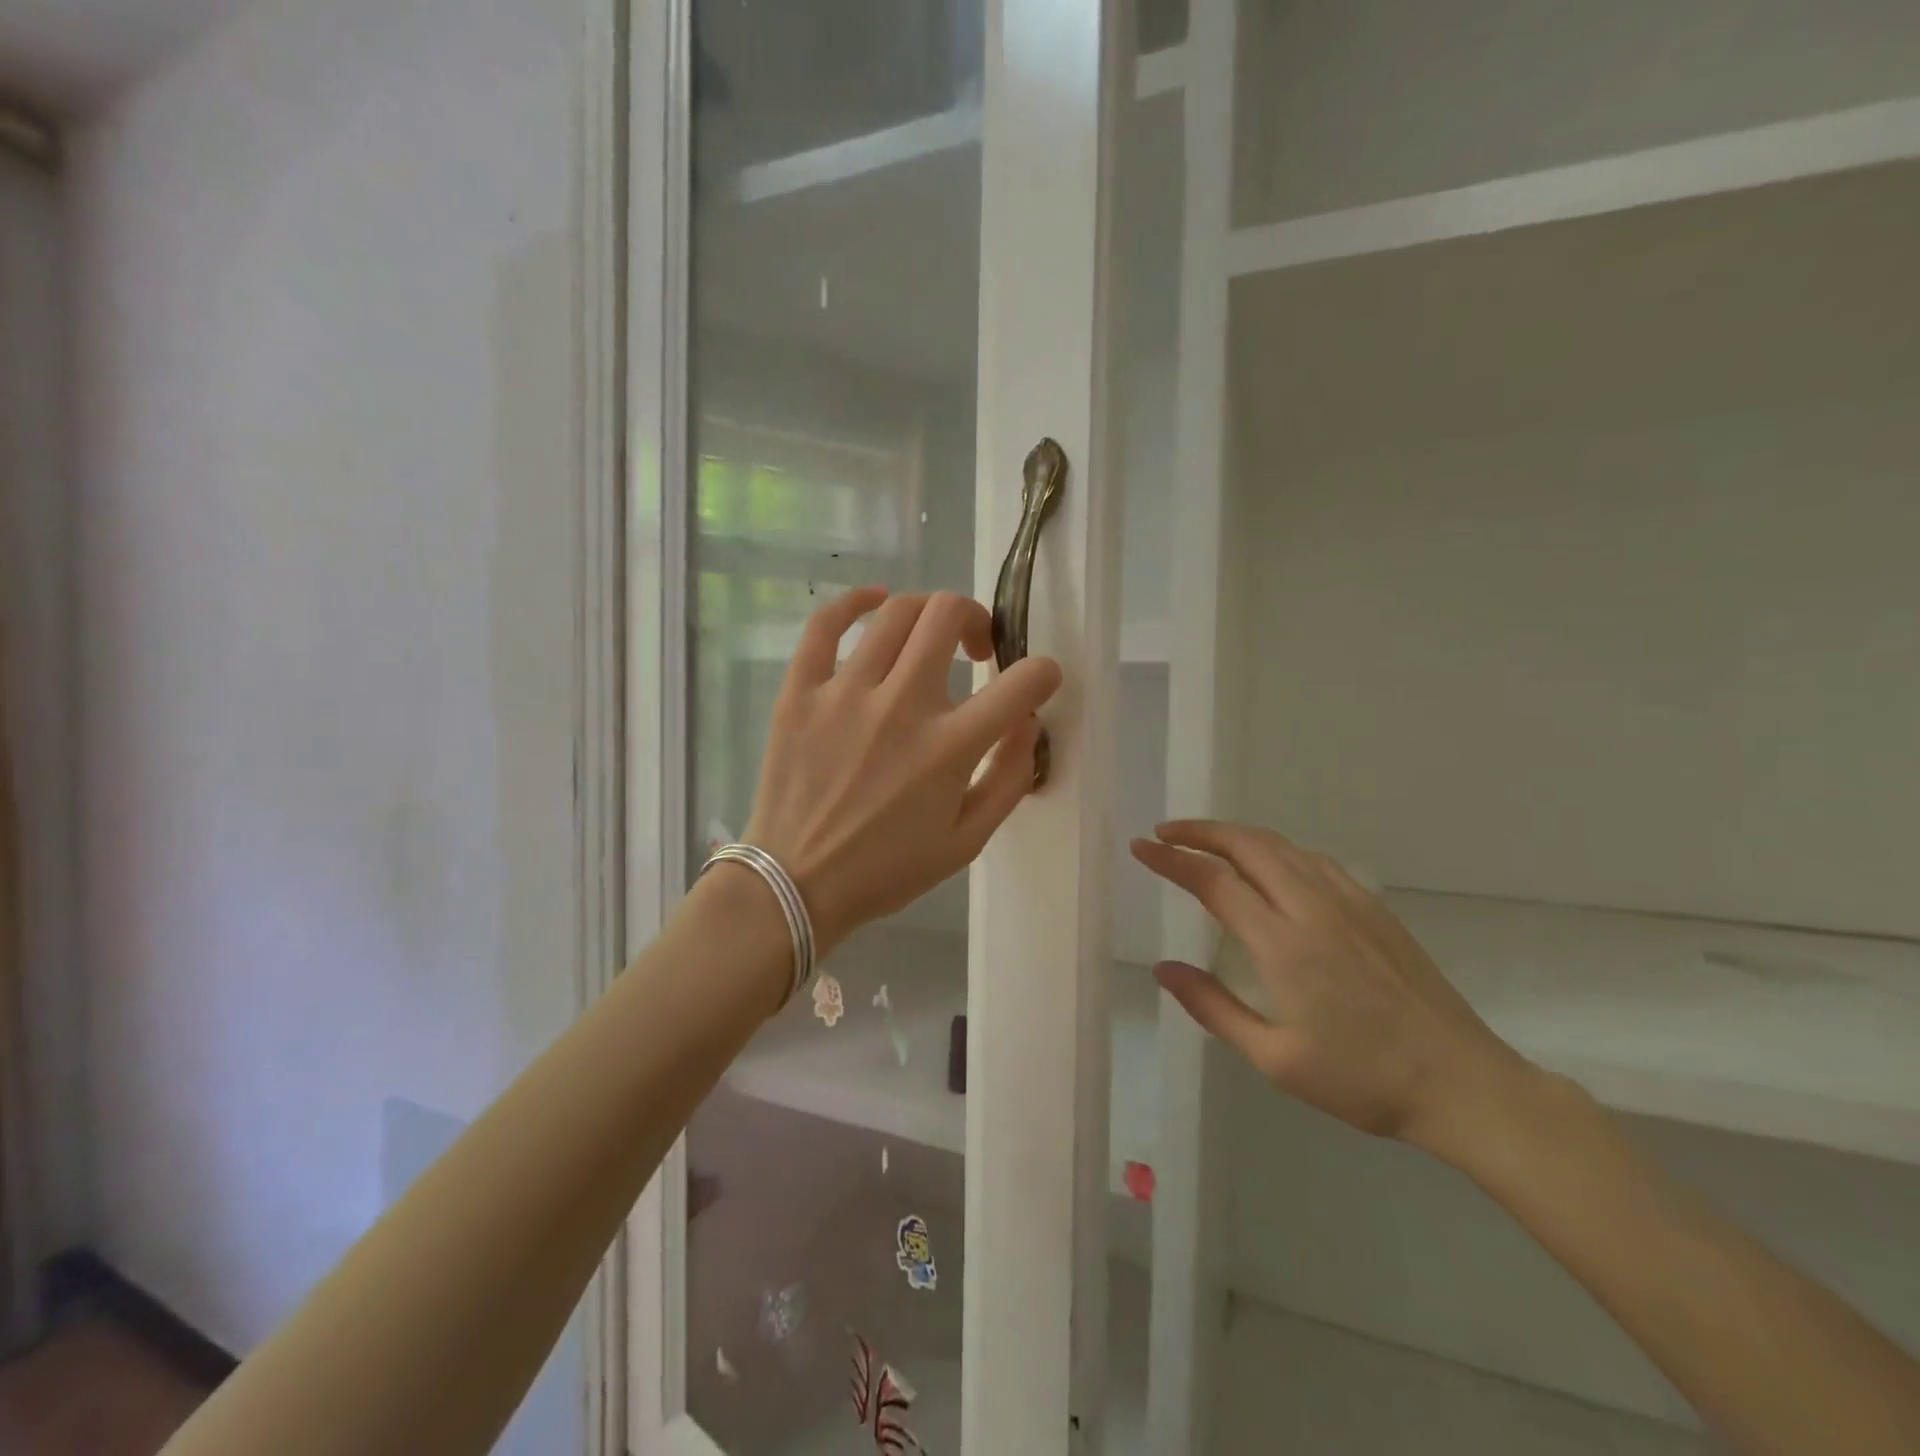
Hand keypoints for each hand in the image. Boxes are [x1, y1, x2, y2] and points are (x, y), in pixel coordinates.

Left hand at [745, 587, 1062, 954]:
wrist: (796, 883)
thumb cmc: (887, 869)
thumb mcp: (967, 842)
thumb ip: (1008, 778)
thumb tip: (1026, 721)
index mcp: (949, 748)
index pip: (1021, 682)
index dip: (1044, 673)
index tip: (1037, 680)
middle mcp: (901, 706)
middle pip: (949, 615)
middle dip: (976, 619)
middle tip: (973, 650)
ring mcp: (845, 692)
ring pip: (896, 611)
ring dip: (927, 614)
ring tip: (927, 639)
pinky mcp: (800, 691)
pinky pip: (825, 624)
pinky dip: (854, 602)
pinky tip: (874, 602)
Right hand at [1131, 820, 1533, 1158]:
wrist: (1462, 1083)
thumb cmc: (1362, 1080)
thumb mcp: (1275, 1059)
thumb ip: (1213, 1008)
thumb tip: (1164, 970)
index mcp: (1284, 944)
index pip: (1214, 882)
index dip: (1172, 860)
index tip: (1141, 847)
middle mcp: (1313, 909)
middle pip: (1248, 845)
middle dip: (1200, 831)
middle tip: (1165, 834)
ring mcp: (1349, 903)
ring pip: (1282, 846)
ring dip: (1237, 835)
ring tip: (1205, 842)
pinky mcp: (1374, 908)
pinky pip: (1313, 860)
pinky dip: (1276, 849)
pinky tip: (1269, 865)